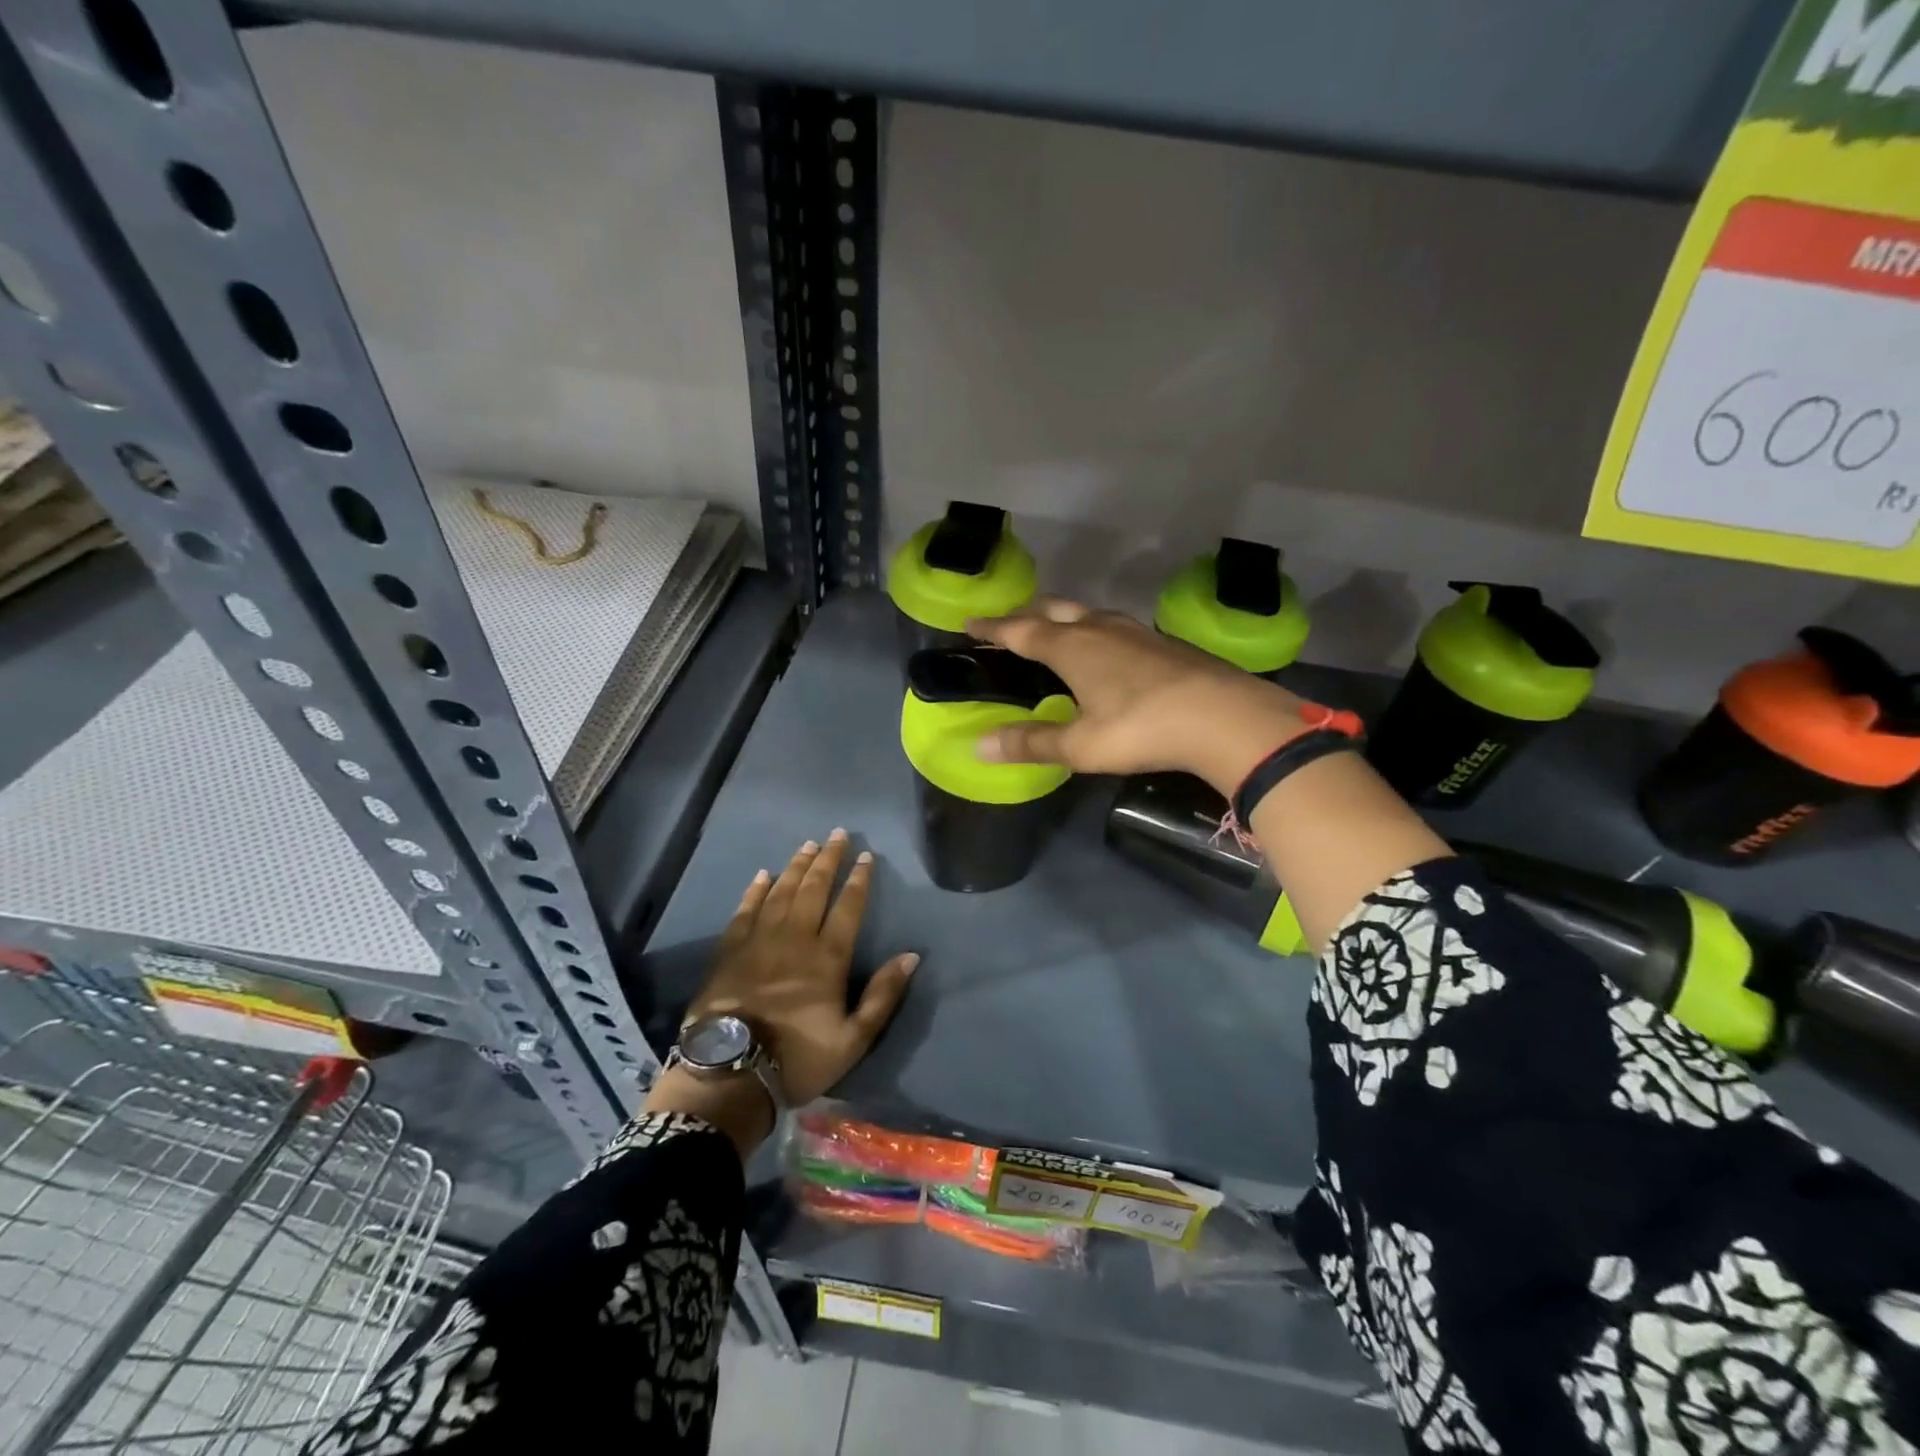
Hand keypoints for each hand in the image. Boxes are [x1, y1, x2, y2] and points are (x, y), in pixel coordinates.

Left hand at [647, 832, 917, 1154]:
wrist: (730, 1072)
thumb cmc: (798, 1058)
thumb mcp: (854, 1039)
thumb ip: (883, 995)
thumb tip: (911, 955)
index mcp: (828, 957)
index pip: (848, 907)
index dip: (858, 879)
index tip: (866, 856)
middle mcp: (796, 938)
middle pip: (814, 888)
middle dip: (828, 860)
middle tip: (837, 834)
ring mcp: (759, 940)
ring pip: (781, 892)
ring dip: (796, 866)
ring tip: (808, 845)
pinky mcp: (730, 950)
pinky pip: (746, 910)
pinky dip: (756, 890)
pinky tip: (763, 874)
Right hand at [967, 597, 1312, 796]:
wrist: (1224, 717)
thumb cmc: (1141, 729)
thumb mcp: (1080, 745)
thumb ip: (1030, 742)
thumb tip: (978, 745)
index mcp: (1071, 648)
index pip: (1020, 631)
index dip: (993, 628)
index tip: (970, 622)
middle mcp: (1099, 629)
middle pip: (1054, 611)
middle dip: (1026, 614)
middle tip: (1007, 621)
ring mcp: (1135, 632)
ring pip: (1088, 614)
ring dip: (1063, 617)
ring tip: (1054, 627)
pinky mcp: (1163, 642)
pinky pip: (1115, 625)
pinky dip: (1095, 629)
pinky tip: (1107, 646)